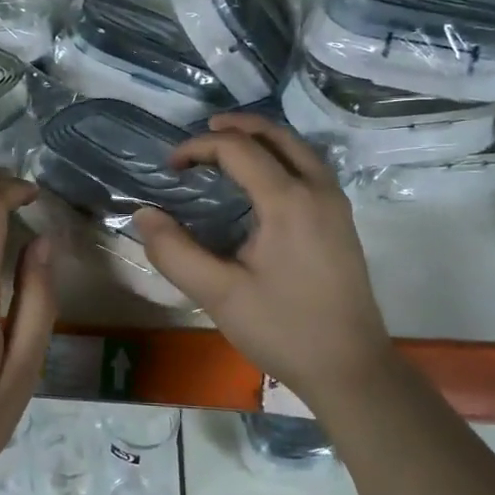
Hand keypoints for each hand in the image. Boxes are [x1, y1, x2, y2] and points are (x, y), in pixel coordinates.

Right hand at [135, 116, 395, 405]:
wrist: (351, 367)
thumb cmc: (283, 330)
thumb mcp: (219, 295)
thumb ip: (175, 252)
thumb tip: (144, 214)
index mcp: (288, 201)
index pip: (238, 149)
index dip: (198, 147)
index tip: (170, 168)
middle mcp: (317, 190)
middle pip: (275, 135)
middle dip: (235, 127)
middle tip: (200, 134)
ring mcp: (335, 204)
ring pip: (298, 148)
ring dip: (261, 139)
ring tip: (227, 148)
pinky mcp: (341, 221)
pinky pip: (309, 168)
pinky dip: (280, 157)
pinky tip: (261, 181)